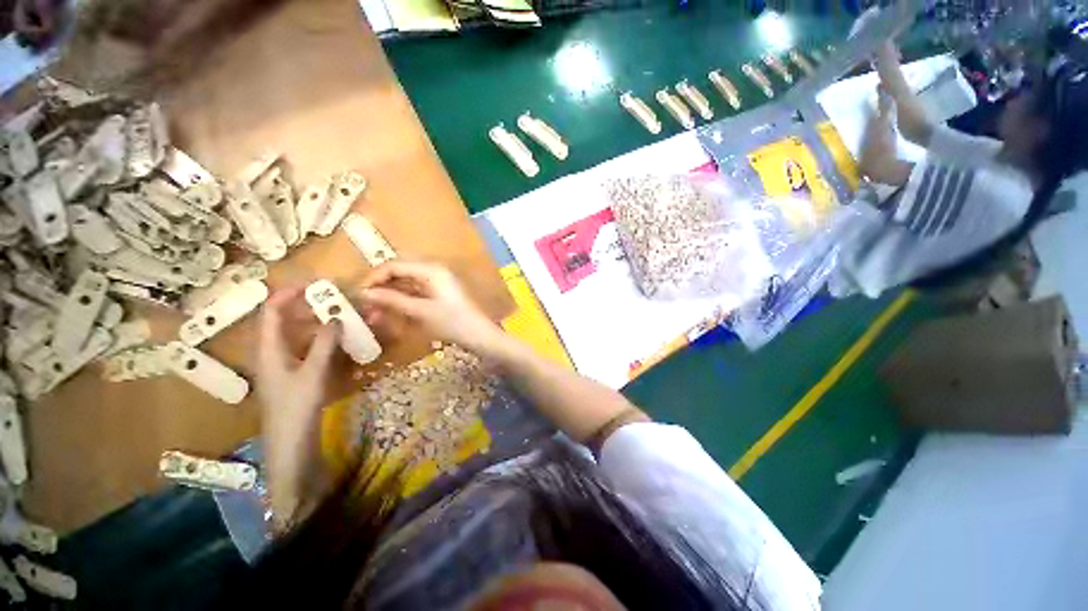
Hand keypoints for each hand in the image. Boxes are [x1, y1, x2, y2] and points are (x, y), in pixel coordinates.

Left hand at [255, 287, 339, 527]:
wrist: (291, 445)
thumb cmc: (296, 409)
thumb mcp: (312, 373)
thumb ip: (324, 344)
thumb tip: (336, 317)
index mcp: (269, 350)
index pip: (272, 312)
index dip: (287, 295)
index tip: (312, 284)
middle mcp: (274, 353)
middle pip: (285, 321)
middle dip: (307, 307)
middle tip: (333, 298)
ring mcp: (286, 365)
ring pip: (299, 335)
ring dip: (318, 323)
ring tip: (341, 315)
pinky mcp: (297, 375)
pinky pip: (309, 349)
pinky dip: (323, 340)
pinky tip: (340, 341)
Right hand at [357, 260, 503, 354]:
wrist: (480, 336)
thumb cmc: (453, 323)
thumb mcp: (421, 312)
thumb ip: (393, 300)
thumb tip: (364, 293)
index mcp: (431, 270)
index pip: (394, 265)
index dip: (374, 278)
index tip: (358, 294)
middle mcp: (434, 271)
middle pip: (399, 273)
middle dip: (380, 288)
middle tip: (365, 306)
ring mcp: (438, 282)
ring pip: (406, 284)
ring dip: (390, 297)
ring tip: (374, 315)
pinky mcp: (440, 294)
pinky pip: (415, 293)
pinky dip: (402, 302)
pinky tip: (391, 315)